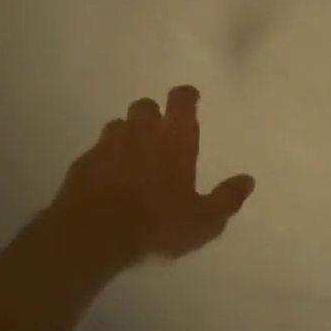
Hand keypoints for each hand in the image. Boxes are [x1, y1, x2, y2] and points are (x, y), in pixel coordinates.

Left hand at [49, 85, 255, 268]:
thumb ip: (227, 198)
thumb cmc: (157, 223)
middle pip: (146, 105)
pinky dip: (105, 158)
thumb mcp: (204, 220)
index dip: (186, 96)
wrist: (93, 234)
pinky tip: (108, 179)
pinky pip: (97, 151)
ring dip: (128, 134)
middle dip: (153, 115)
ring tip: (134, 157)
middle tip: (161, 136)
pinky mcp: (83, 162)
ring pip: (119, 125)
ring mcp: (108, 144)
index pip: (181, 99)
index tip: (190, 100)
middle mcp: (141, 131)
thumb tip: (247, 180)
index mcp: (175, 137)